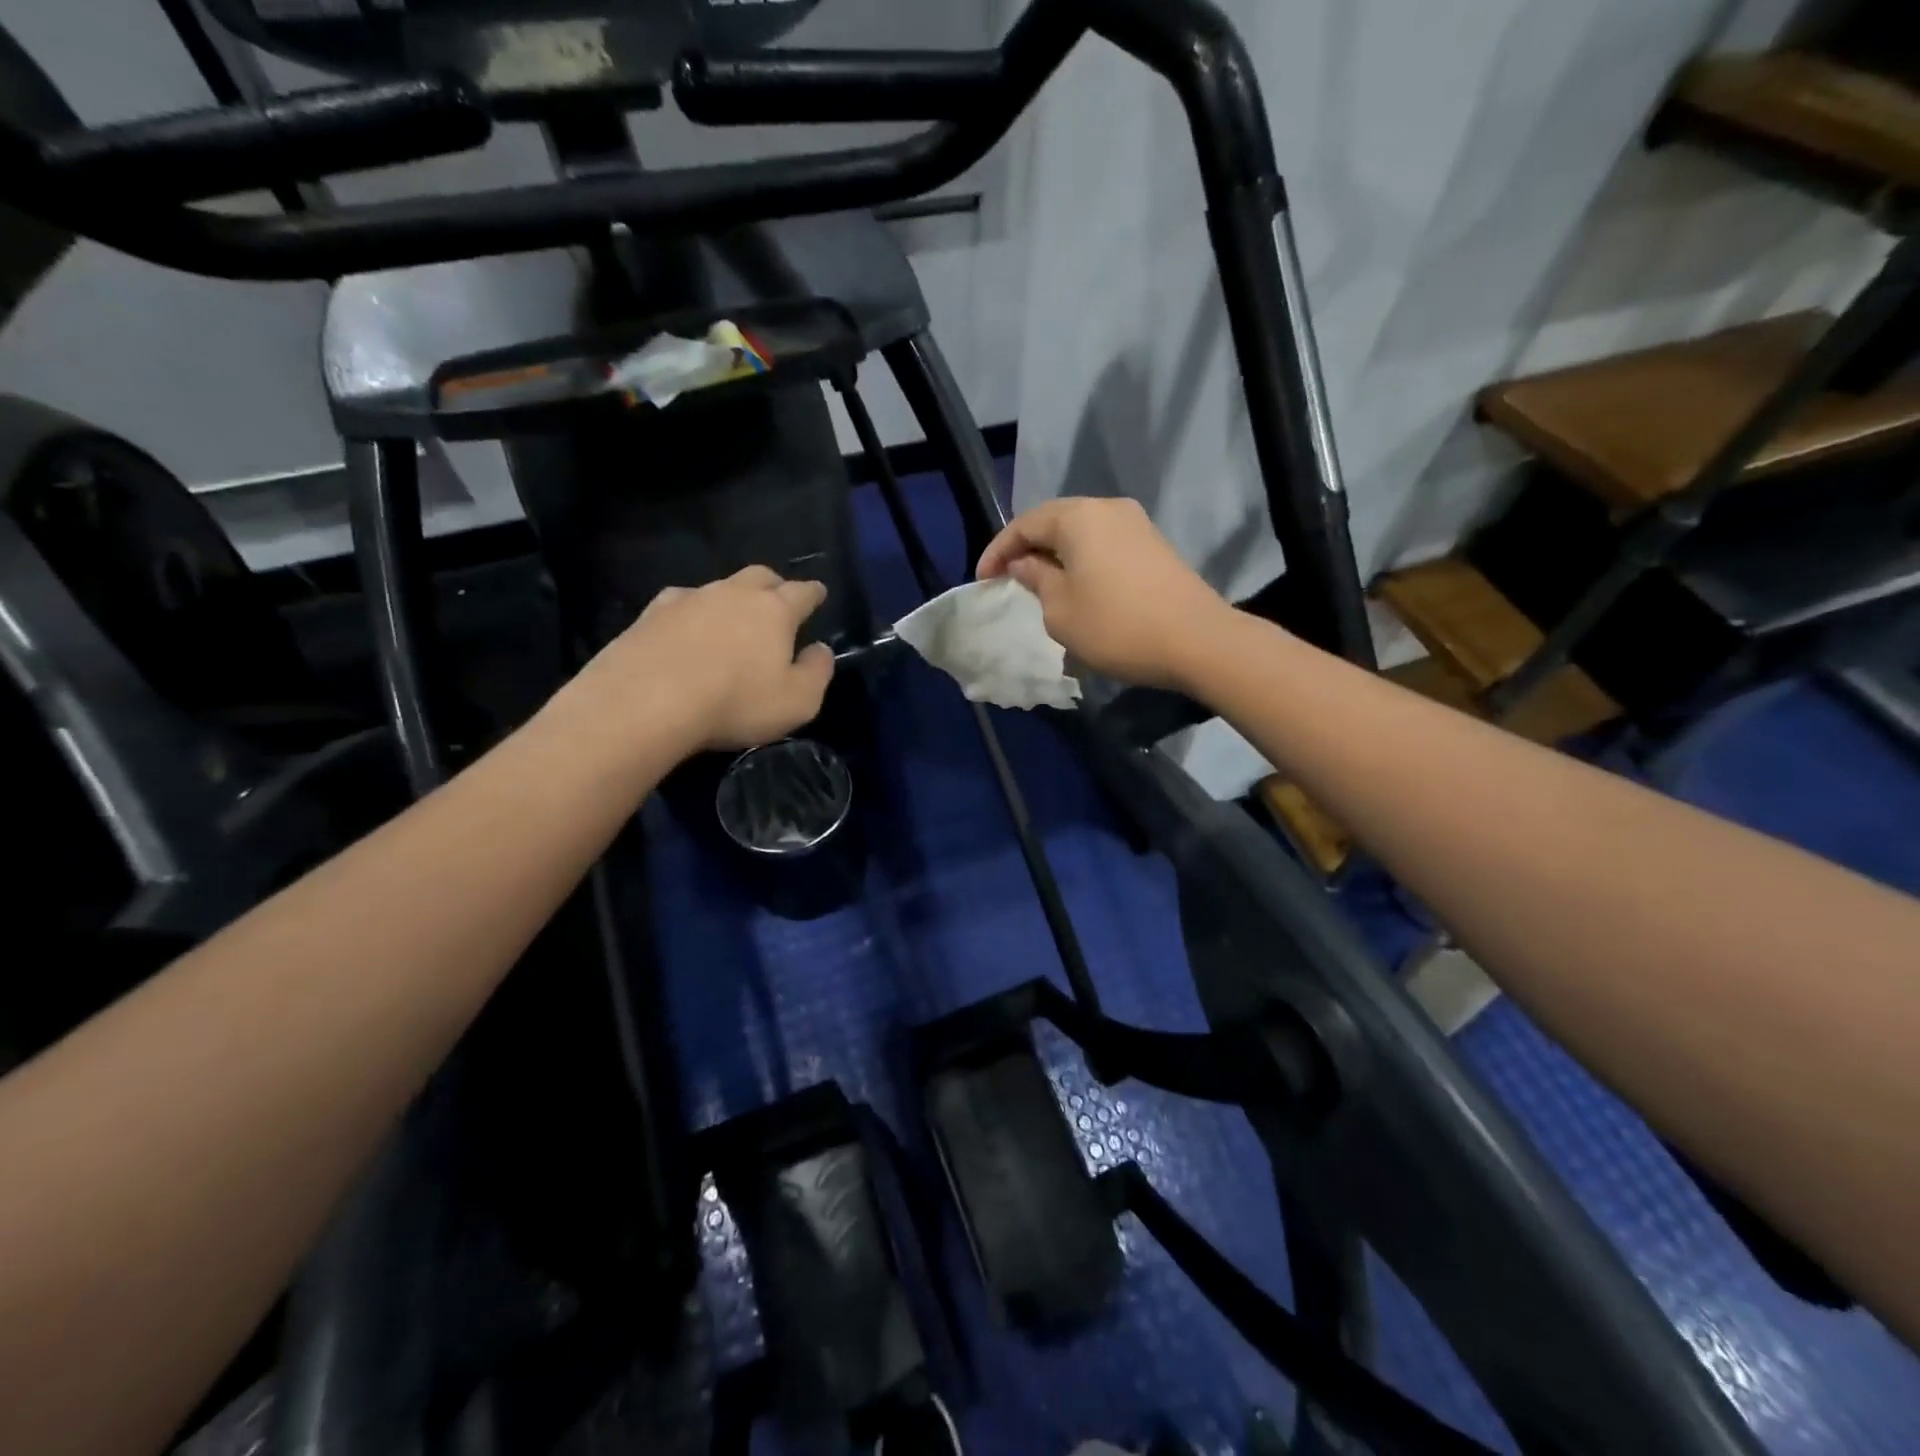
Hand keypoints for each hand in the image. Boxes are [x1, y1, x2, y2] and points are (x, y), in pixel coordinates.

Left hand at [570, 565, 835, 753]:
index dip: (814, 593)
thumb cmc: (735, 702)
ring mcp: (688, 599)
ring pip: (719, 587)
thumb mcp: (797, 701)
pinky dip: (691, 612)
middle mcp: (733, 593)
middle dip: (774, 585)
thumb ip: (817, 672)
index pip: (802, 592)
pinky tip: (686, 629)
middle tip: (778, 599)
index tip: (819, 594)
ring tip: (731, 620)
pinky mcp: (650, 614)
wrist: (646, 701)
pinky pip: (680, 603)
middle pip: (760, 576)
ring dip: (730, 599)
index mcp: (774, 610)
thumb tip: (820, 649)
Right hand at [976, 497, 1233, 689]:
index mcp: (1078, 517)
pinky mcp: (1154, 546)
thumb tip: (1024, 563)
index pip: (1025, 524)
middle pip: (1054, 522)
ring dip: (1055, 557)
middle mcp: (1108, 509)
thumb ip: (1035, 579)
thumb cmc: (1116, 626)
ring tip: (1038, 587)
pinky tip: (1076, 589)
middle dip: (1026, 550)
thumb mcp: (1060, 610)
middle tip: (1007, 580)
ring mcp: (1136, 525)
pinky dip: (1081, 563)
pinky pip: (1104, 546)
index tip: (982, 581)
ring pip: (1081, 534)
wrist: (1197, 641)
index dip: (998, 552)